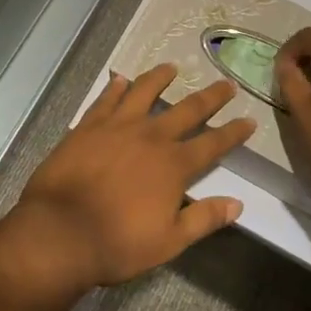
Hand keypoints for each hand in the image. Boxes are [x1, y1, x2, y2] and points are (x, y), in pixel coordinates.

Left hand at [3, 66, 254, 299]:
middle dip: (211, 96)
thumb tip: (238, 203)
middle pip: (187, 109)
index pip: (212, 143)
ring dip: (160, 77)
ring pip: (145, 91)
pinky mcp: (89, 125)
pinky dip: (116, 87)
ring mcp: (118, 126)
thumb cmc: (118, 243)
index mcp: (174, 165)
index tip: (249, 120)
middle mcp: (151, 136)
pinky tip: (120, 79)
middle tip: (226, 83)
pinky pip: (107, 98)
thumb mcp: (169, 241)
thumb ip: (204, 219)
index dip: (233, 132)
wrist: (61, 232)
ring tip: (171, 67)